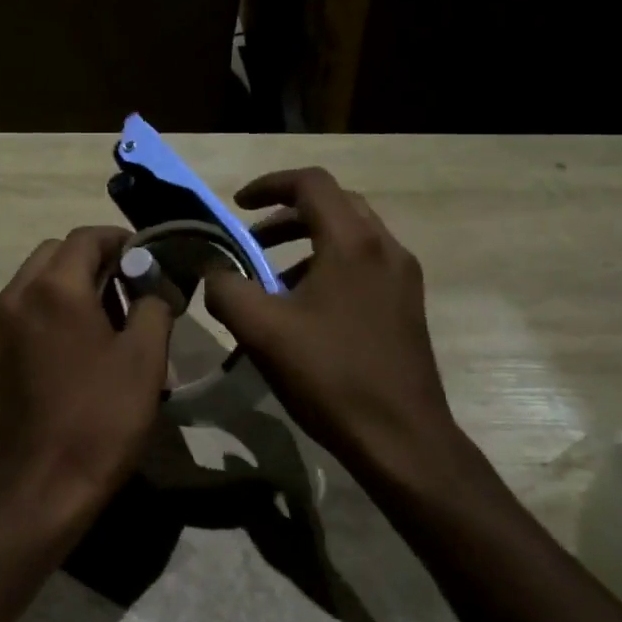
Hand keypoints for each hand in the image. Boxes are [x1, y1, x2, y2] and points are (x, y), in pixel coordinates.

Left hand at [0, 226, 173, 539]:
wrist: (38, 488)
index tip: (148, 259)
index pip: (86, 237)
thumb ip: (153, 305)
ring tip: (107, 317)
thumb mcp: (144, 359)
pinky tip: (77, 344)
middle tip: (129, 287)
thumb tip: (152, 286)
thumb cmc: (99, 419)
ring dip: (70, 283)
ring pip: (36, 280)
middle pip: (56, 253)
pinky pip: (24, 310)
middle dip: (93, 259)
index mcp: (53, 288)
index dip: (121, 240)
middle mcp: (16, 295)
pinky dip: (50, 308)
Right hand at [204, 168, 465, 485]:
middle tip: (252, 240)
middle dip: (287, 215)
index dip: (269, 184)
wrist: (401, 438)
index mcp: (352, 242)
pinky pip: (364, 264)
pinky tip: (305, 310)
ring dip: (307, 243)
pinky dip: (329, 266)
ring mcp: (402, 278)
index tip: (237, 205)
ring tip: (271, 280)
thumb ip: (226, 289)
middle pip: (334, 204)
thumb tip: (214, 272)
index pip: (311, 183)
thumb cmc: (330, 375)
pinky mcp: (406, 306)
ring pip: (351, 236)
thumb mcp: (261, 330)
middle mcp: (385, 248)